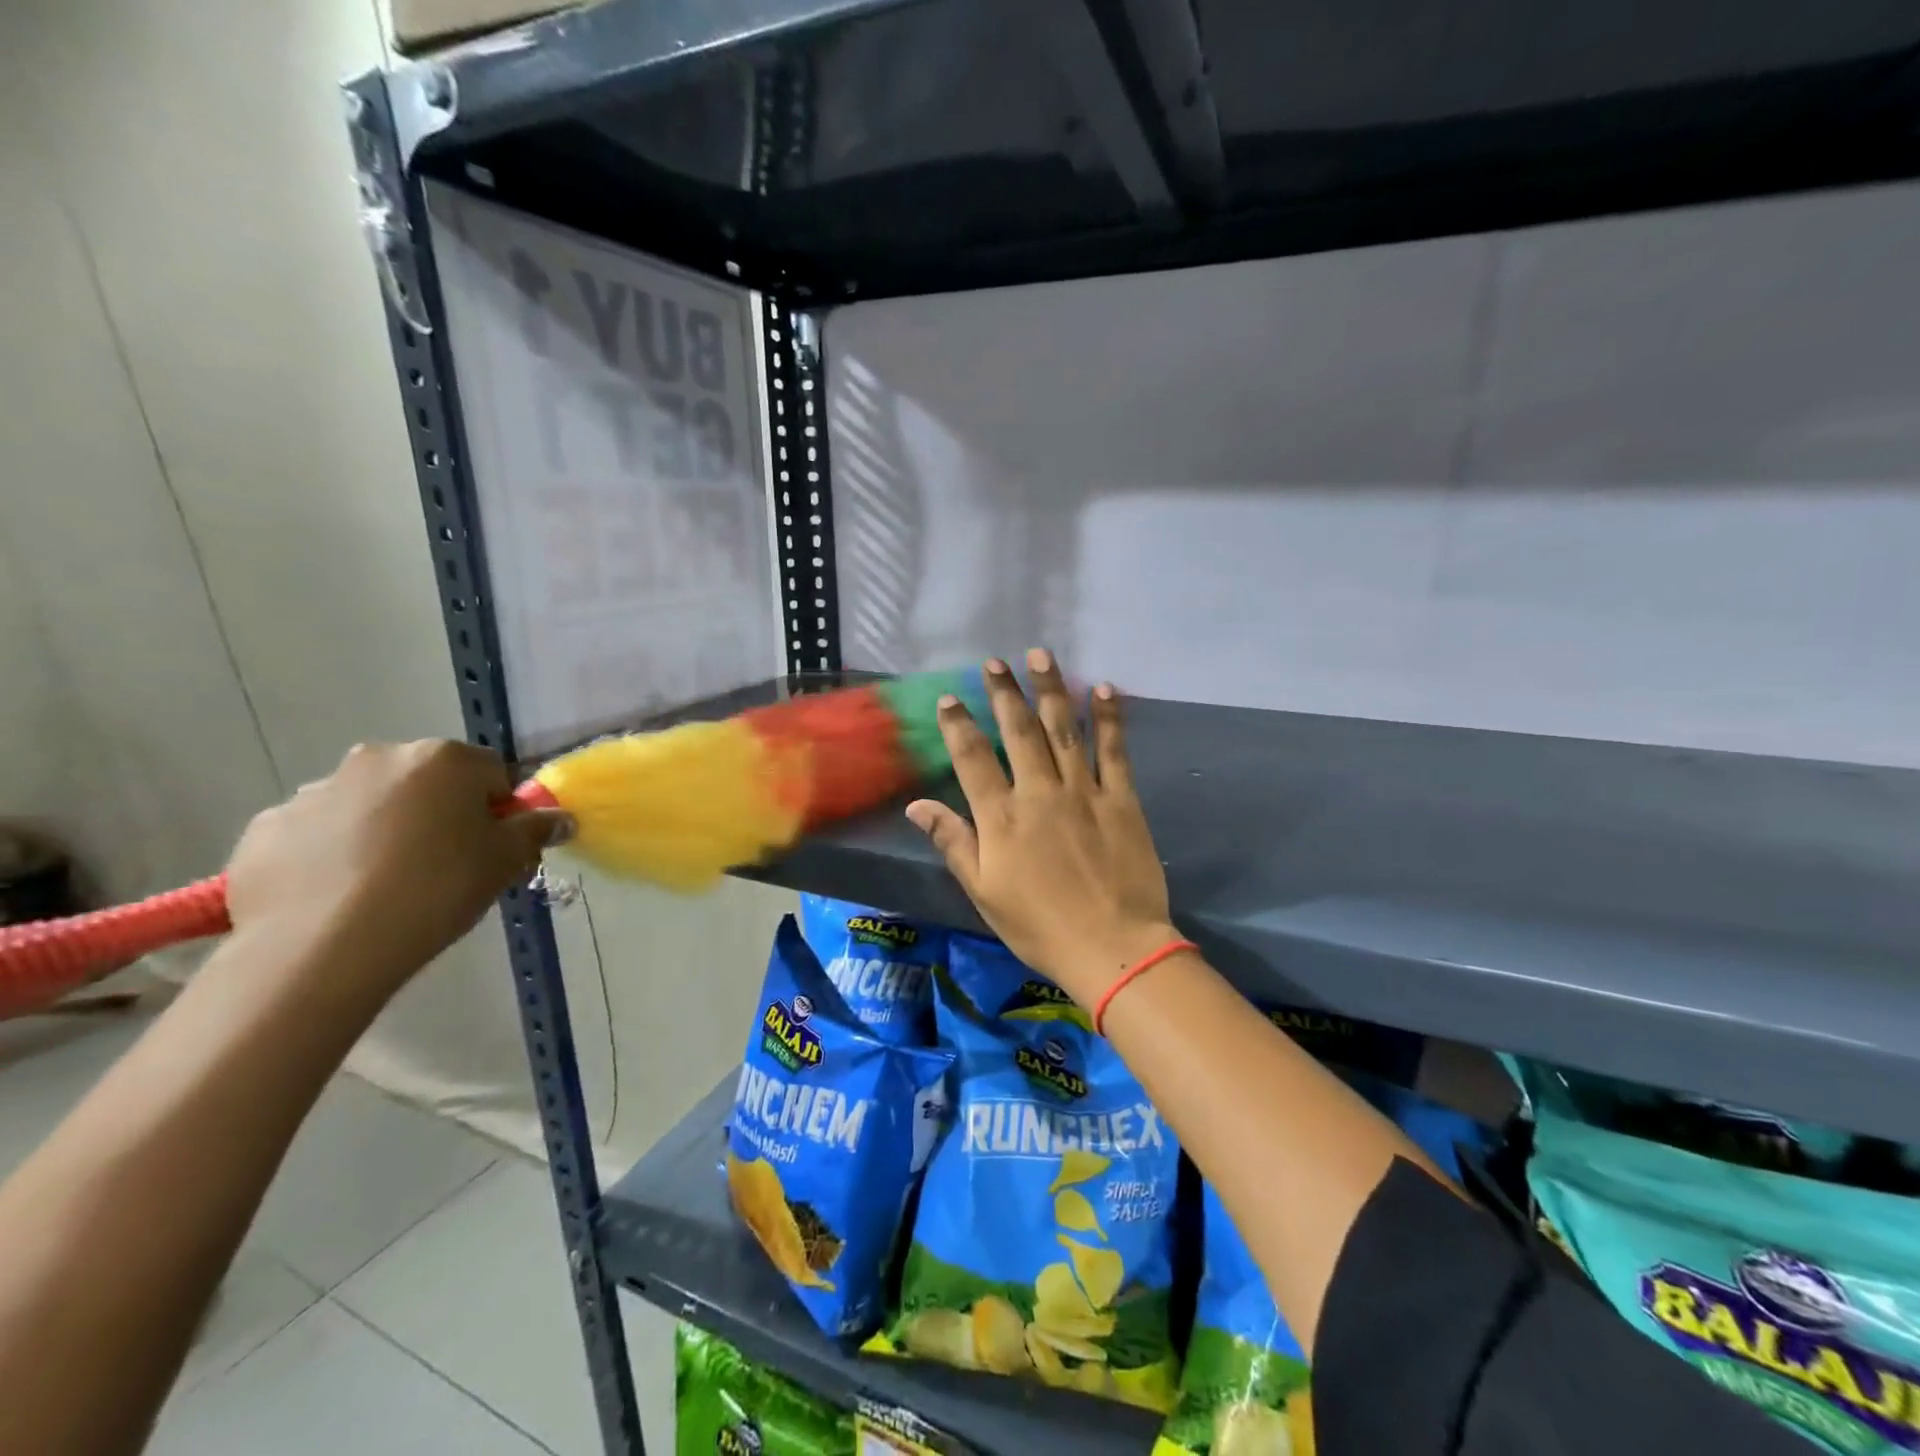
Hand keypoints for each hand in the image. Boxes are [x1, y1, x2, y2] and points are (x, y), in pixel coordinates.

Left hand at [225, 741, 571, 993]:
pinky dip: (330, 854)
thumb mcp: (505, 861)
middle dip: (438, 813)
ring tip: (384, 886)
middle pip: (426, 782)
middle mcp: (378, 759)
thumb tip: (561, 818)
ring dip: (383, 830)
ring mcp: (314, 791)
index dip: (498, 810)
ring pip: (369, 805)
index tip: (492, 848)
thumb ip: (536, 831)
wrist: (322, 948)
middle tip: (444, 866)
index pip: (490, 773)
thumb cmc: (436, 889)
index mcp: (442, 759)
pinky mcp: (266, 829)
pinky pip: (316, 834)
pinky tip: (338, 896)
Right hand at [906, 650, 1176, 1007]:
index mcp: (1001, 817)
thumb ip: (953, 842)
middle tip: (995, 662)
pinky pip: (1113, 751)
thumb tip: (916, 806)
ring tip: (1041, 656)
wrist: (1112, 947)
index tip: (951, 697)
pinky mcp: (1121, 799)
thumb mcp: (984, 892)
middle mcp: (1039, 792)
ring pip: (1063, 729)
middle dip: (1005, 693)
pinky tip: (1103, 689)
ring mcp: (1083, 792)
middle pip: (1019, 732)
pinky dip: (1108, 719)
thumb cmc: (1039, 926)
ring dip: (1051, 690)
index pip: (973, 758)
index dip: (959, 724)